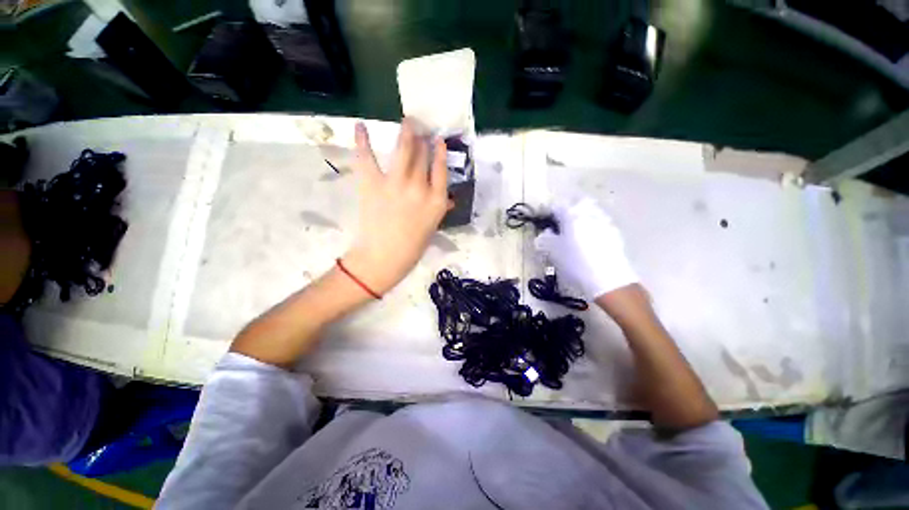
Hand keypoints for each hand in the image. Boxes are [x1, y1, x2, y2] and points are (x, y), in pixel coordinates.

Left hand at [342, 118, 449, 294]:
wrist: (383, 259)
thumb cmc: (412, 247)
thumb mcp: (431, 227)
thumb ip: (439, 208)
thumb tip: (446, 197)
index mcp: (437, 201)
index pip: (441, 170)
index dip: (439, 152)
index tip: (438, 140)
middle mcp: (420, 188)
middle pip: (424, 156)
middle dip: (423, 139)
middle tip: (421, 127)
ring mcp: (396, 184)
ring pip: (403, 151)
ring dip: (406, 132)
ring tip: (407, 120)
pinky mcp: (372, 185)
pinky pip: (367, 158)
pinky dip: (363, 141)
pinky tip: (360, 126)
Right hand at [534, 198, 637, 299]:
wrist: (607, 279)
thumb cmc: (575, 262)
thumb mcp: (553, 252)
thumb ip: (545, 239)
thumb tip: (545, 233)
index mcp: (572, 215)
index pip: (557, 206)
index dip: (549, 212)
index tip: (545, 221)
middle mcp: (589, 213)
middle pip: (578, 203)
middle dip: (569, 209)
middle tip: (562, 222)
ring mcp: (605, 222)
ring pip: (591, 211)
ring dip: (583, 216)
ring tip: (576, 231)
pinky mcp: (615, 233)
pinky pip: (600, 223)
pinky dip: (593, 226)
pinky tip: (590, 240)